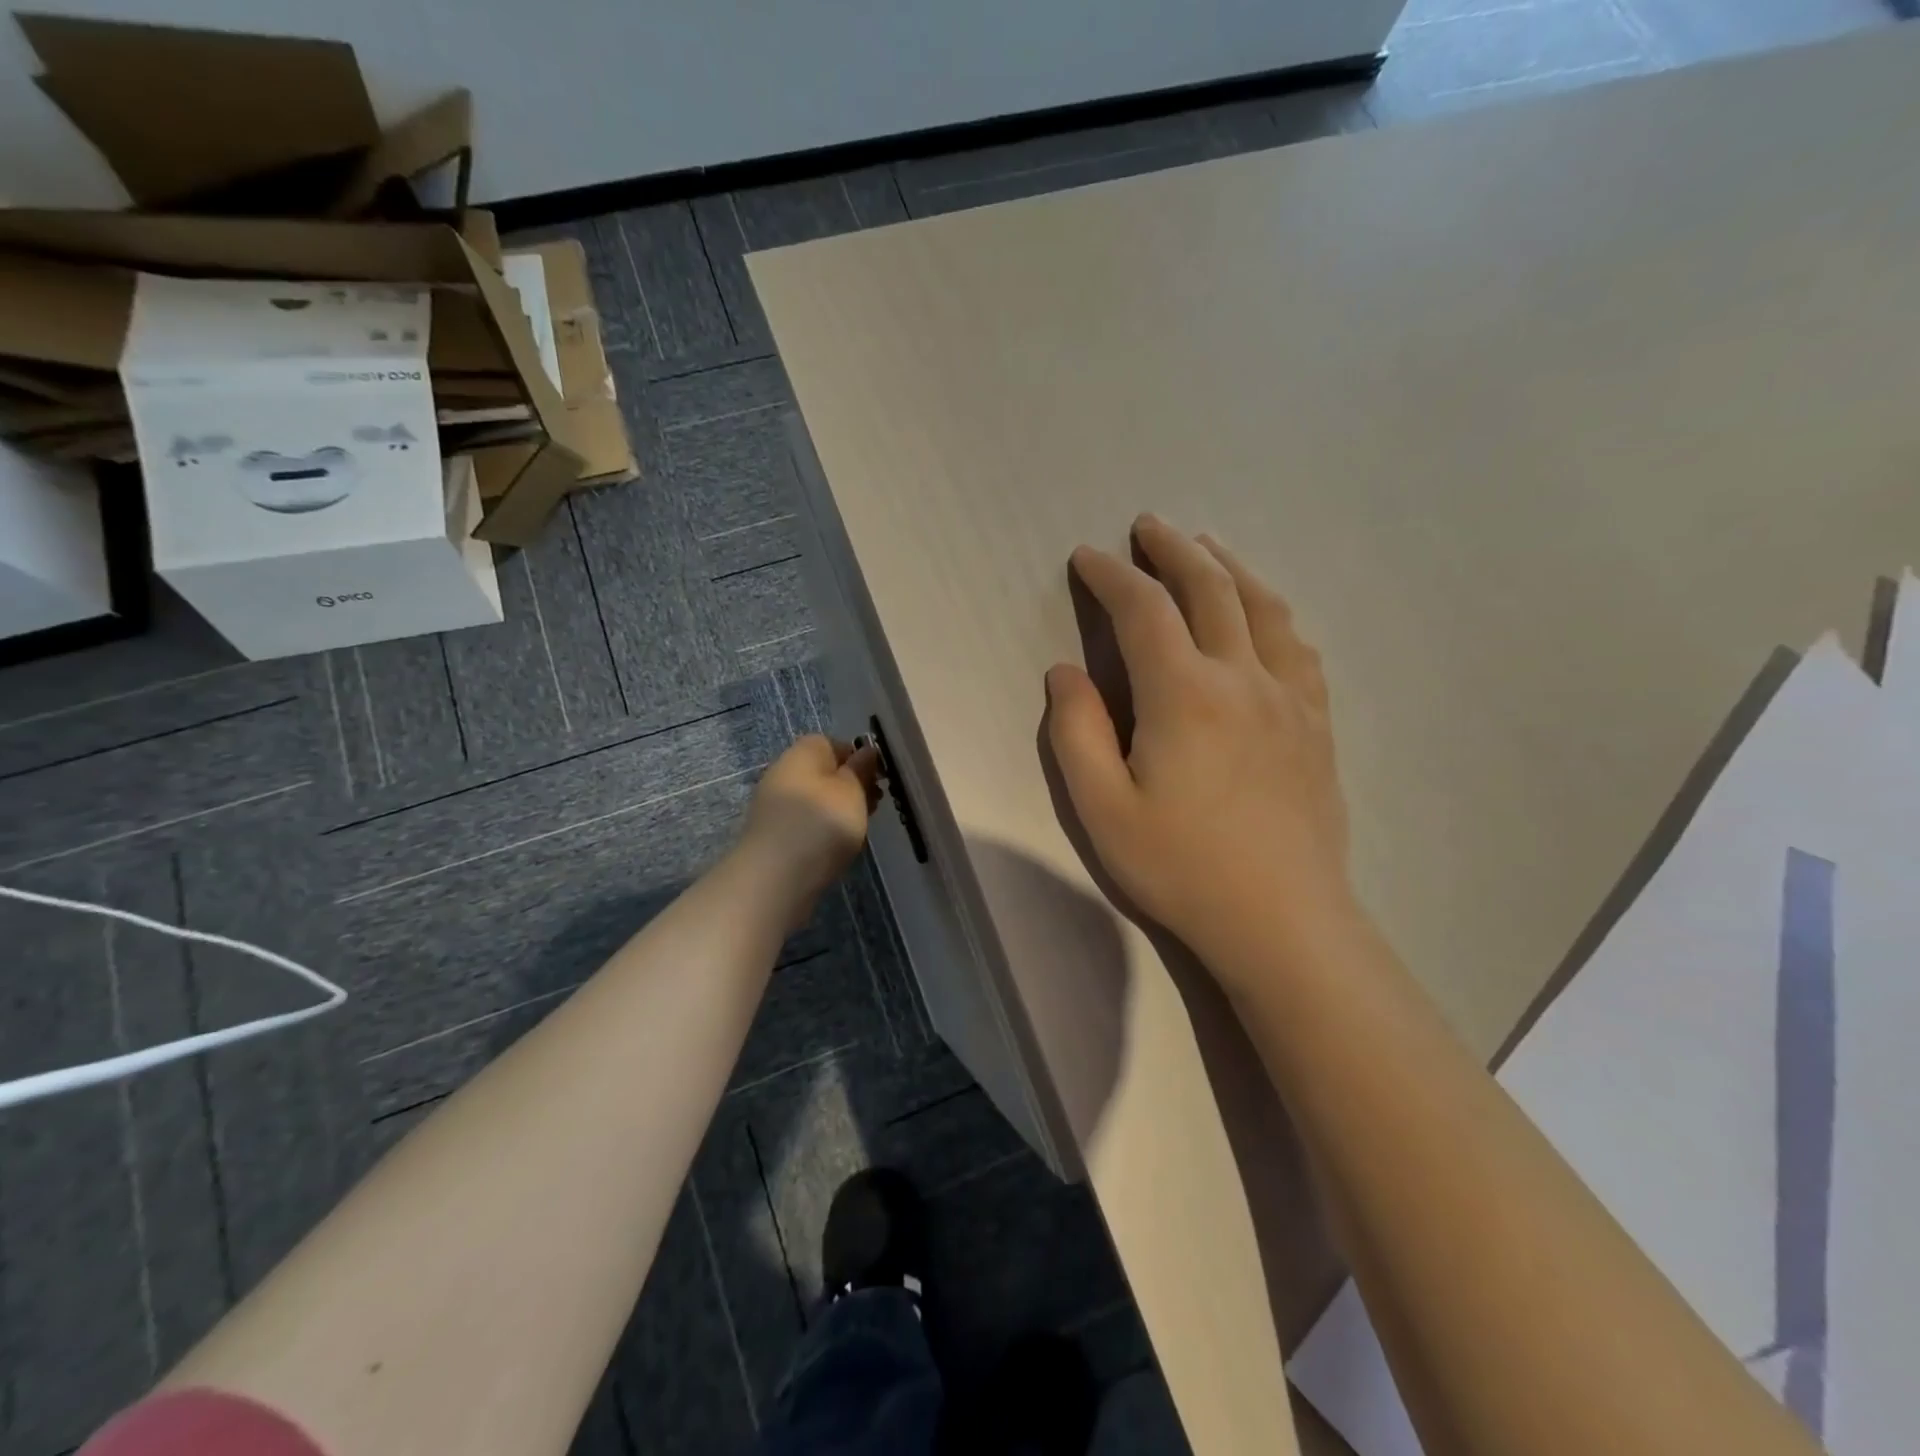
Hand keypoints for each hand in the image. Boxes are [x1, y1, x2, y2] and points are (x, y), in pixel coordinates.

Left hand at [737, 735, 881, 920]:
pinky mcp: (774, 835)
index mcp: (802, 753)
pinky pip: (806, 822)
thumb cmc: (821, 824)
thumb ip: (861, 769)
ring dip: (839, 810)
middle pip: (824, 772)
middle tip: (874, 805)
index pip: (832, 743)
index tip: (878, 778)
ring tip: (860, 829)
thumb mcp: (852, 791)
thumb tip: (866, 751)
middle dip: (851, 786)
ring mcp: (775, 806)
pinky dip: (824, 830)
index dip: (858, 757)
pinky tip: (837, 847)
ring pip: (817, 799)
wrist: (774, 878)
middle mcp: (784, 773)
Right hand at [1045, 515, 1358, 991]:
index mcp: (1184, 694)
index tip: (1087, 557)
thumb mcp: (1102, 808)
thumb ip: (1076, 731)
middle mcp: (1243, 677)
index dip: (1111, 576)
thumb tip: (1066, 671)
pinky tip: (1265, 615)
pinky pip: (1298, 646)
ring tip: (1207, 547)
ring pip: (1263, 606)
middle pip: (1210, 588)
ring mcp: (1290, 698)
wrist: (1282, 920)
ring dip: (1229, 566)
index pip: (1143, 610)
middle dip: (1174, 550)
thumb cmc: (1181, 867)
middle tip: (1148, 526)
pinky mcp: (1316, 723)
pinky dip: (1273, 613)